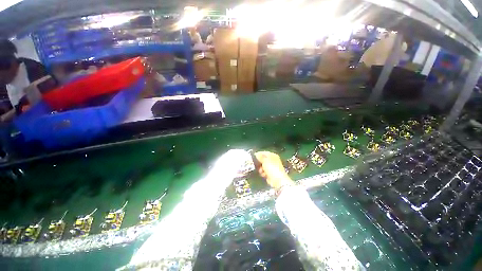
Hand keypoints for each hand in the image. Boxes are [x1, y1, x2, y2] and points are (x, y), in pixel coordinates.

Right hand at [255, 151, 293, 188]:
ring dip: (260, 168)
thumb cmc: (272, 168)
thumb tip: (256, 154)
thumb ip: (260, 157)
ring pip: (262, 166)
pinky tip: (263, 175)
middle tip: (255, 164)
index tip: (252, 157)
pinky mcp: (270, 173)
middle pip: (262, 160)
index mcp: (272, 155)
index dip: (258, 154)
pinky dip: (263, 173)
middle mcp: (272, 160)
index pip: (263, 153)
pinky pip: (263, 171)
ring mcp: (271, 167)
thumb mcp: (265, 160)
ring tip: (261, 171)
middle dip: (259, 163)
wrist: (278, 180)